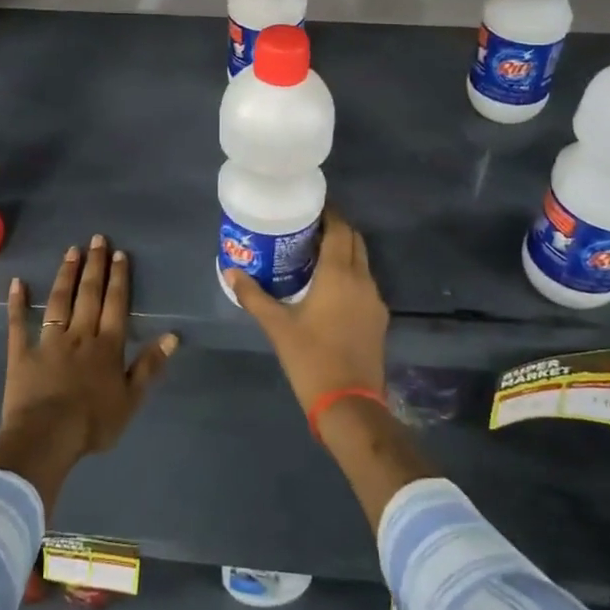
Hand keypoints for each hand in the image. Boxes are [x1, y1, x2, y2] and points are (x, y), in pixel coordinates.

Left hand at [0, 235, 177, 515]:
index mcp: (107, 346)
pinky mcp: (22, 354)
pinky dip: (17, 303)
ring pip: (59, 301)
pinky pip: (19, 325)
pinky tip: (17, 283)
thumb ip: (149, 366)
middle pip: (89, 295)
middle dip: (94, 266)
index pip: (115, 305)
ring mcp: (49, 342)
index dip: (118, 278)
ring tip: (70, 251)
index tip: (119, 254)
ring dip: (65, 275)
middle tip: (96, 239)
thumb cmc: (93, 423)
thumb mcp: (131, 400)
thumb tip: (172, 336)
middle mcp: (79, 335)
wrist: (47, 438)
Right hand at [228, 211, 388, 413]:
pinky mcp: (378, 319)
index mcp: (339, 274)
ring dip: (344, 251)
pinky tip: (329, 287)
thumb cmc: (311, 358)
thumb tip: (231, 271)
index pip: (340, 229)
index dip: (328, 213)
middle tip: (308, 227)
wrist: (349, 404)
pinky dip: (350, 274)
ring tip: (315, 254)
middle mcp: (362, 280)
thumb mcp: (277, 326)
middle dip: (336, 228)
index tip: (310, 206)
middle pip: (354, 240)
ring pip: (362, 262)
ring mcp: (374, 300)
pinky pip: (365, 283)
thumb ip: (253, 296)